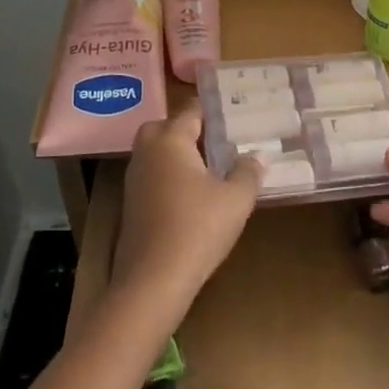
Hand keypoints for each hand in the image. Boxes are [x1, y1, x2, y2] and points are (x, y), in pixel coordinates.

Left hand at [115, 113, 261, 305]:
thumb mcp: (236, 199)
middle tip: (215, 138)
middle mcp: (147, 153)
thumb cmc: (198, 228)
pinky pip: (152, 176)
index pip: (190, 111)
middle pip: (163, 127)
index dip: (212, 110)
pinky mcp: (131, 205)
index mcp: (170, 141)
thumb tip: (257, 156)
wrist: (154, 279)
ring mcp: (134, 180)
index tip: (233, 110)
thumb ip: (248, 172)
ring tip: (209, 165)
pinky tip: (192, 193)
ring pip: (155, 153)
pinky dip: (169, 175)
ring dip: (177, 154)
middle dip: (186, 128)